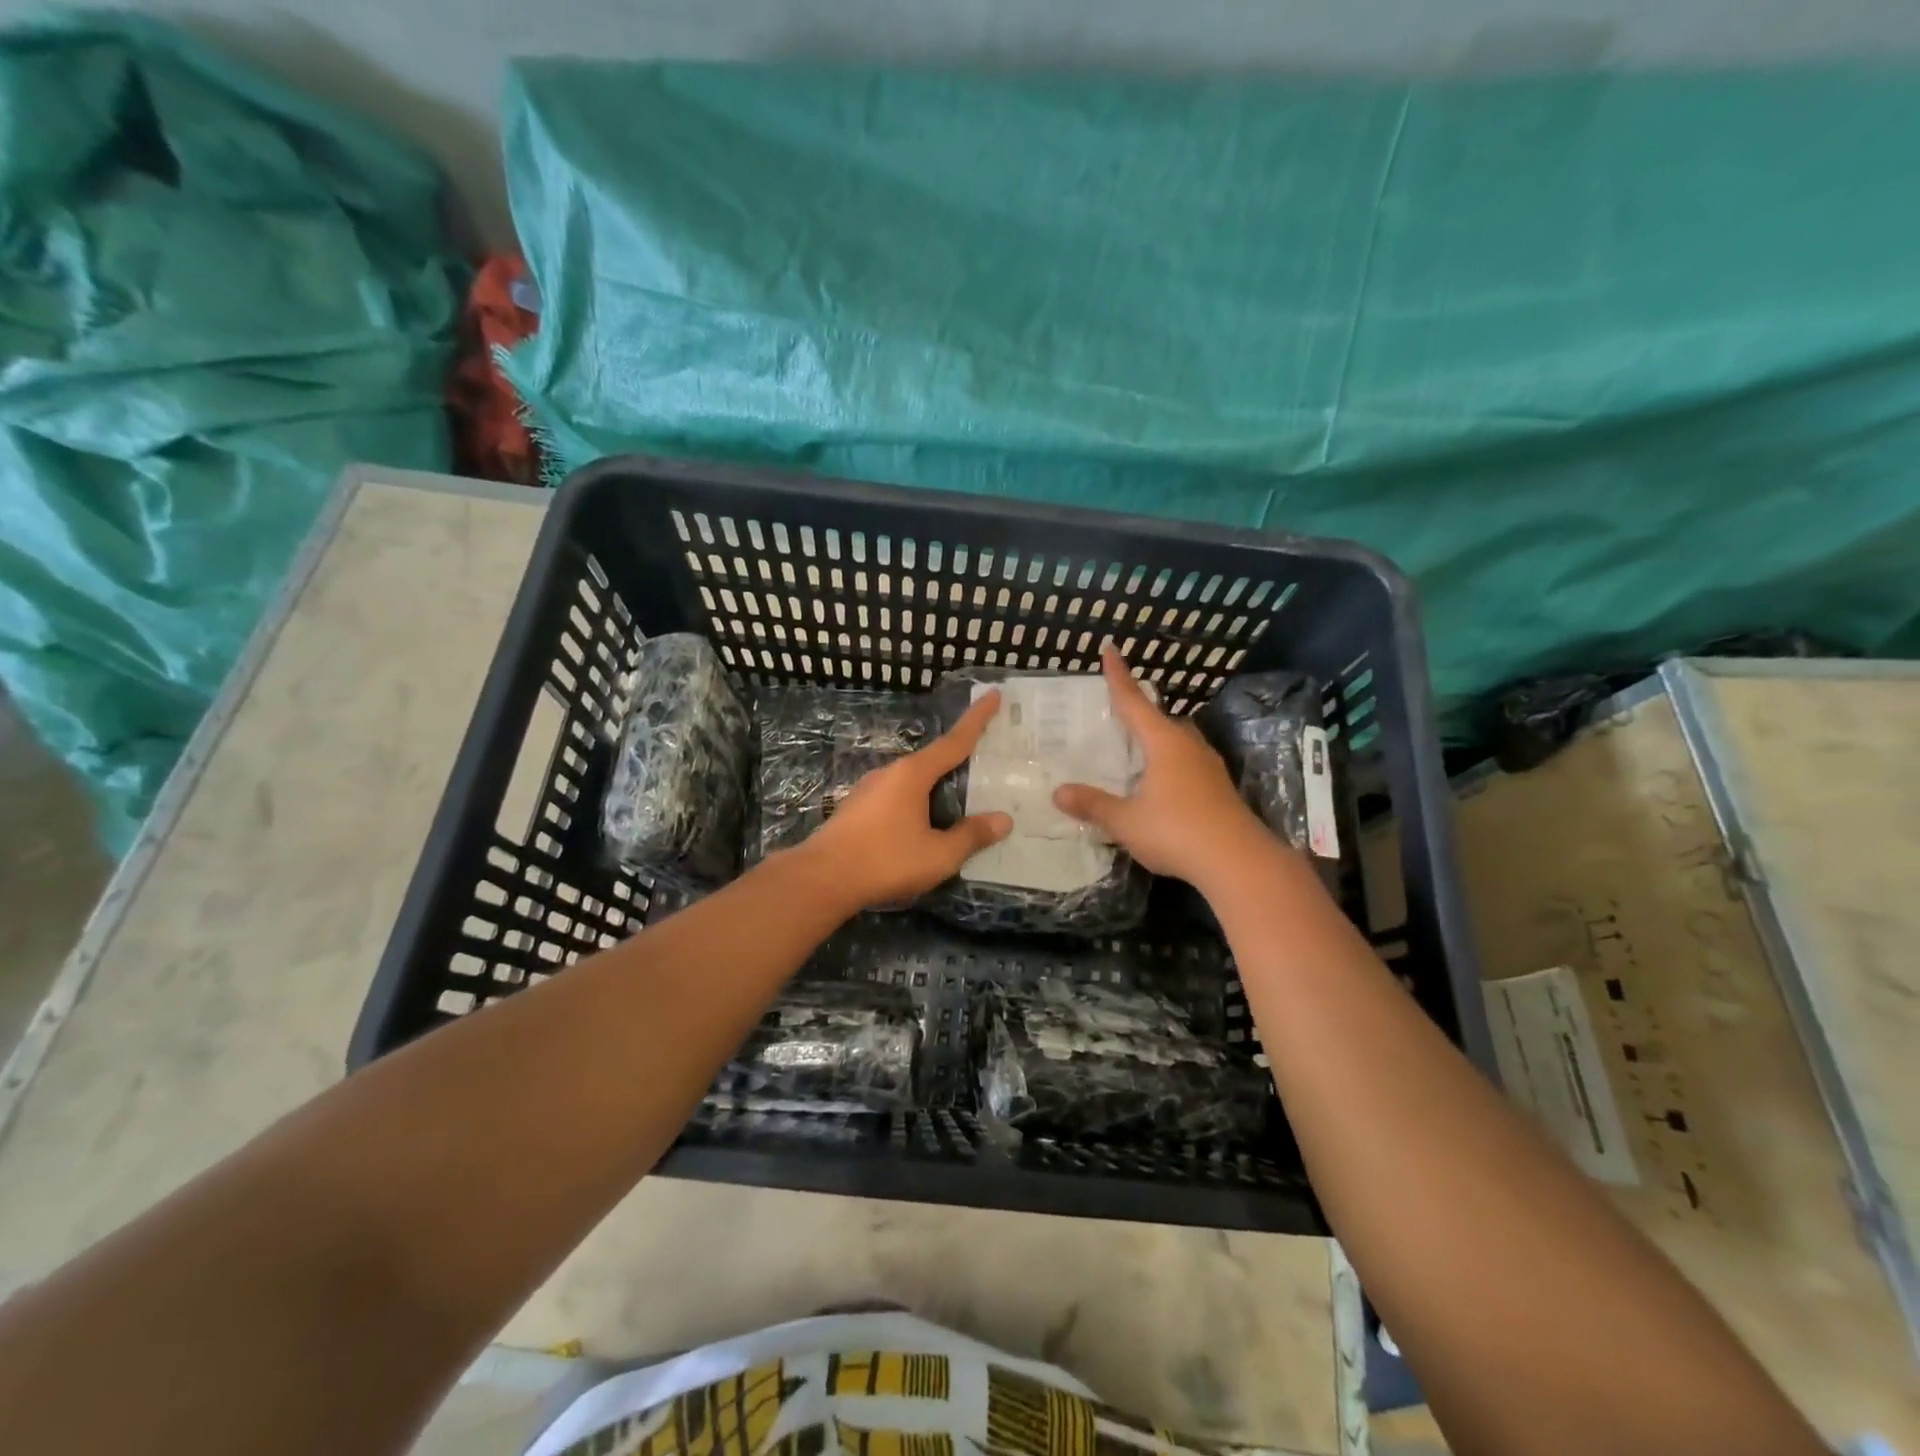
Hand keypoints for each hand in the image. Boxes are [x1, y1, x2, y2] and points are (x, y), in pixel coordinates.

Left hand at [794, 691, 1013, 910]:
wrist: (821, 879)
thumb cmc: (885, 861)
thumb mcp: (938, 854)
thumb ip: (971, 836)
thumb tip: (1003, 820)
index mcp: (913, 774)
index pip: (954, 741)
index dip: (977, 719)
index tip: (993, 694)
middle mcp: (890, 773)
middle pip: (933, 761)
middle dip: (958, 760)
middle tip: (986, 761)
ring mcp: (869, 790)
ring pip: (913, 782)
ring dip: (935, 787)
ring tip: (958, 802)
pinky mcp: (857, 809)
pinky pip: (897, 798)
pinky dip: (917, 803)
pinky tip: (923, 825)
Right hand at [1053, 644, 1267, 886]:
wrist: (1239, 862)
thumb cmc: (1177, 832)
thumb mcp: (1126, 821)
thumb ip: (1093, 805)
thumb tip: (1058, 792)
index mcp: (1164, 743)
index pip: (1134, 701)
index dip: (1118, 676)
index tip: (1110, 649)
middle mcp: (1188, 746)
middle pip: (1159, 719)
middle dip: (1138, 710)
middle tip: (1116, 710)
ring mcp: (1208, 767)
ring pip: (1176, 741)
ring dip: (1156, 738)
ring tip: (1135, 747)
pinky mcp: (1218, 788)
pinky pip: (1186, 762)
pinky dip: (1167, 761)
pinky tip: (1159, 781)